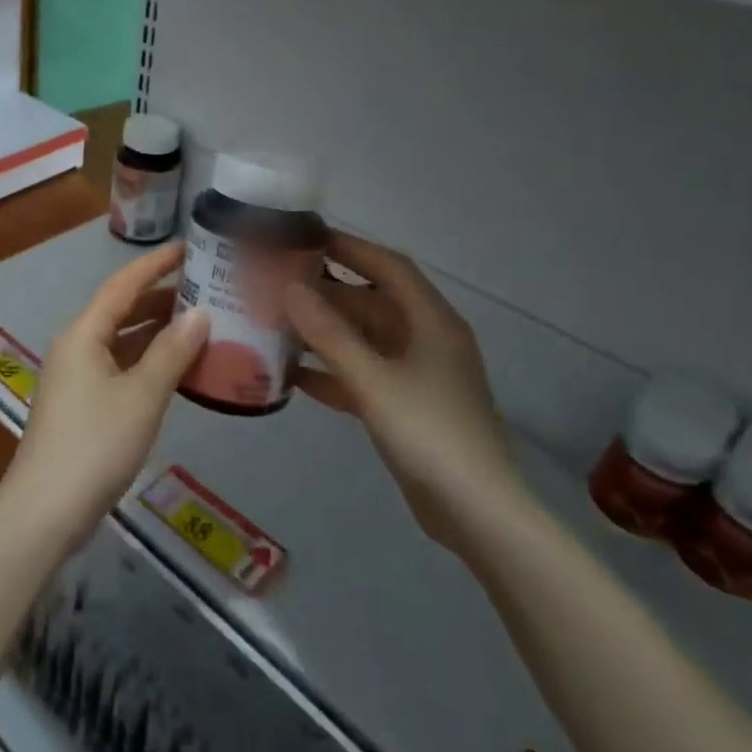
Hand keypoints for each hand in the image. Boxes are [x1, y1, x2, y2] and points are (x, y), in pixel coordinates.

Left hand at [2, 243, 207, 543]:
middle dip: (162, 297)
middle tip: (207, 287)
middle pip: (123, 310)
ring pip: (123, 341)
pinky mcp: (84, 404)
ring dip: (158, 332)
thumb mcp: (142, 396)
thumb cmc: (94, 444)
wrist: (45, 512)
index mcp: (84, 333)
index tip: (188, 246)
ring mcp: (78, 377)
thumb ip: (172, 353)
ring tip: (202, 323)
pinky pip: (122, 367)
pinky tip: (179, 369)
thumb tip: (201, 314)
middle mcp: (77, 346)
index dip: (156, 264)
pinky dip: (150, 362)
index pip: (123, 284)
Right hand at [283, 232, 530, 555]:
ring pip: (363, 339)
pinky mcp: (405, 407)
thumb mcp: (374, 380)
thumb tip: (289, 288)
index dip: (350, 247)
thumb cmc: (430, 434)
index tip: (306, 236)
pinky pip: (362, 375)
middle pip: (371, 302)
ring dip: (324, 332)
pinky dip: (332, 371)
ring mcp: (416, 375)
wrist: (477, 514)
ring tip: (275, 322)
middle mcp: (425, 340)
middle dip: (326, 292)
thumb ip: (329, 334)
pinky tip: (293, 374)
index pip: (388, 266)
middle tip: (276, 282)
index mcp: (431, 321)